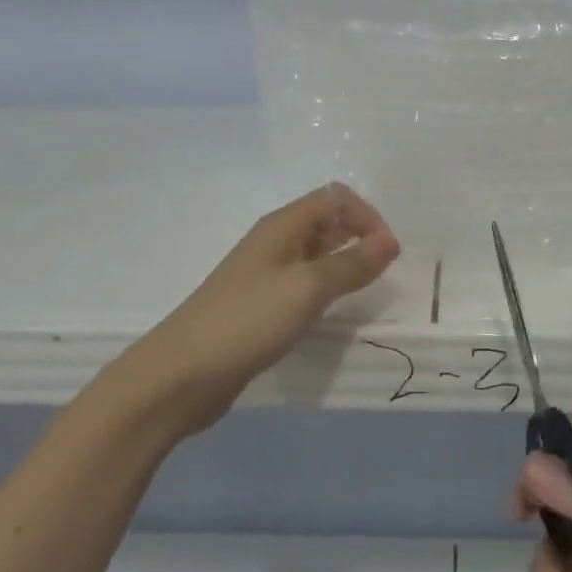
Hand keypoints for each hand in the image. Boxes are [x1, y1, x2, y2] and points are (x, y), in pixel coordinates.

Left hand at [144, 183, 399, 429]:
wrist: (181, 374)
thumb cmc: (247, 321)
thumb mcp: (307, 289)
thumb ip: (351, 264)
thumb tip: (391, 241)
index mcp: (282, 225)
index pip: (335, 197)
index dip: (367, 216)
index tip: (388, 252)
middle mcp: (274, 242)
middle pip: (325, 221)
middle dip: (359, 236)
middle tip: (383, 272)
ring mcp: (264, 274)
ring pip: (315, 254)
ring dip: (344, 263)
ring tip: (365, 291)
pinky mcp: (260, 305)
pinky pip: (302, 284)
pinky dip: (325, 289)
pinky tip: (332, 312)